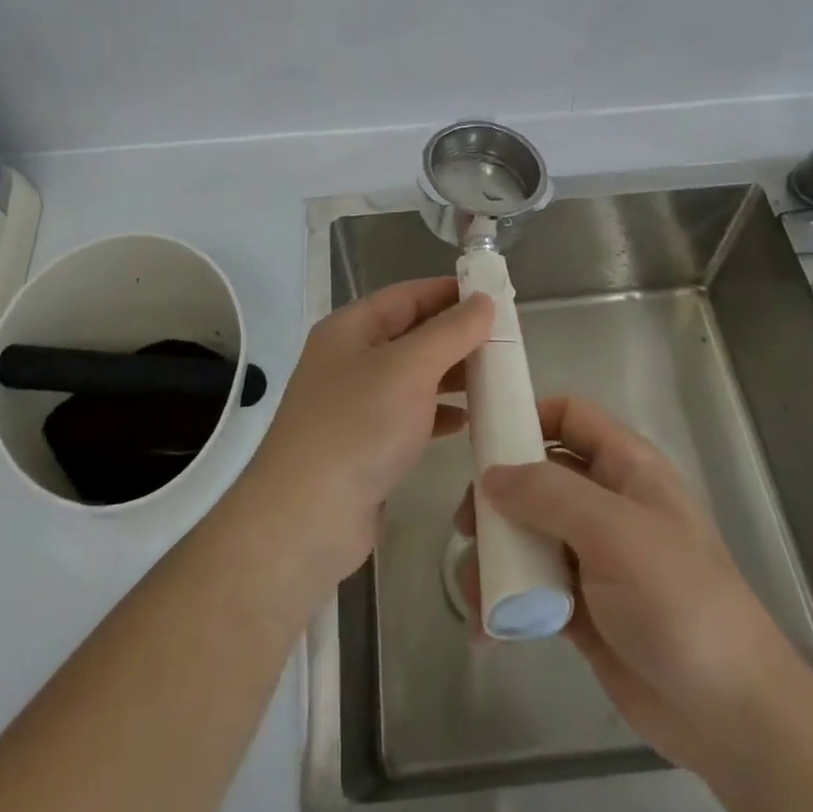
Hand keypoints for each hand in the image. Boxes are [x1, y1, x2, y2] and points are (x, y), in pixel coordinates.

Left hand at [237, 278, 491, 586]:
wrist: (306, 519)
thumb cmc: (358, 427)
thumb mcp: (409, 368)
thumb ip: (450, 332)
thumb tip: (484, 300)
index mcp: (350, 329)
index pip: (407, 295)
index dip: (449, 292)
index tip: (495, 294)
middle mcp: (350, 360)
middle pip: (411, 334)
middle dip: (457, 335)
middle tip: (506, 340)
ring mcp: (355, 404)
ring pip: (413, 376)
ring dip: (452, 374)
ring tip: (497, 377)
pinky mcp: (365, 444)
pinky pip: (410, 416)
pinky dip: (438, 413)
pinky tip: (467, 421)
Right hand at [455, 396, 799, 777]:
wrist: (730, 715)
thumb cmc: (678, 601)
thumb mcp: (615, 532)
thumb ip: (549, 494)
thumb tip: (491, 475)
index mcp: (627, 468)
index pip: (571, 417)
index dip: (528, 417)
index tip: (482, 439)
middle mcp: (608, 504)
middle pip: (539, 476)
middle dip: (499, 496)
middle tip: (468, 525)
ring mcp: (595, 558)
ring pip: (530, 534)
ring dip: (496, 555)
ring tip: (472, 588)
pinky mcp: (583, 609)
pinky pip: (532, 588)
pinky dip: (506, 600)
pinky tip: (486, 625)